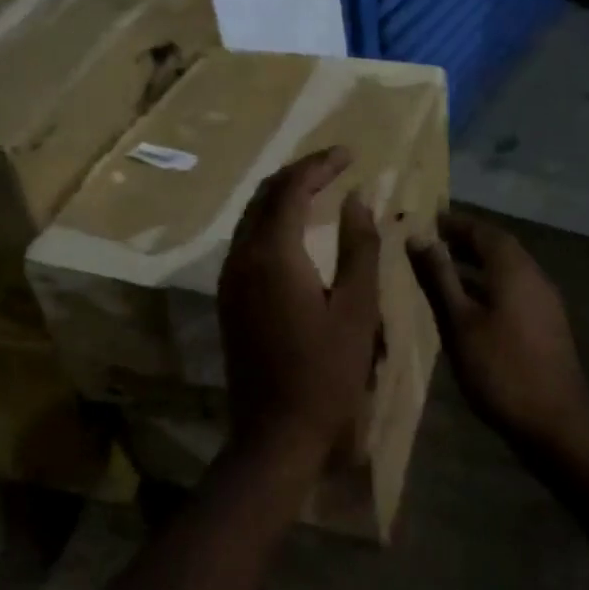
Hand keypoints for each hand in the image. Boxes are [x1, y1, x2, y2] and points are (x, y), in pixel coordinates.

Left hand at [217, 148, 380, 464]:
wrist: (276, 434)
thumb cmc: (327, 374)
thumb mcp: (357, 309)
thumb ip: (359, 247)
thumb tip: (357, 199)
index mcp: (273, 255)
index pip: (292, 188)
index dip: (320, 165)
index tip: (350, 154)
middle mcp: (242, 257)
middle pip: (265, 195)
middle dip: (300, 173)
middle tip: (336, 166)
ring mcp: (230, 279)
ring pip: (252, 217)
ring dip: (283, 195)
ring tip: (320, 188)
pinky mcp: (229, 298)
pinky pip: (248, 240)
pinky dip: (273, 221)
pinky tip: (298, 229)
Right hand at [409, 214, 588, 454]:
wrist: (556, 424)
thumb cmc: (501, 369)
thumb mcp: (460, 323)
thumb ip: (440, 278)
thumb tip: (419, 239)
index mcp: (514, 269)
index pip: (484, 231)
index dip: (457, 223)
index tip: (430, 219)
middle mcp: (534, 276)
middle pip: (500, 247)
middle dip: (467, 240)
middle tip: (434, 241)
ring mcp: (545, 301)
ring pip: (509, 269)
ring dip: (478, 263)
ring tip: (445, 269)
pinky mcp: (547, 324)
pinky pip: (515, 288)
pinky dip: (490, 284)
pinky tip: (470, 303)